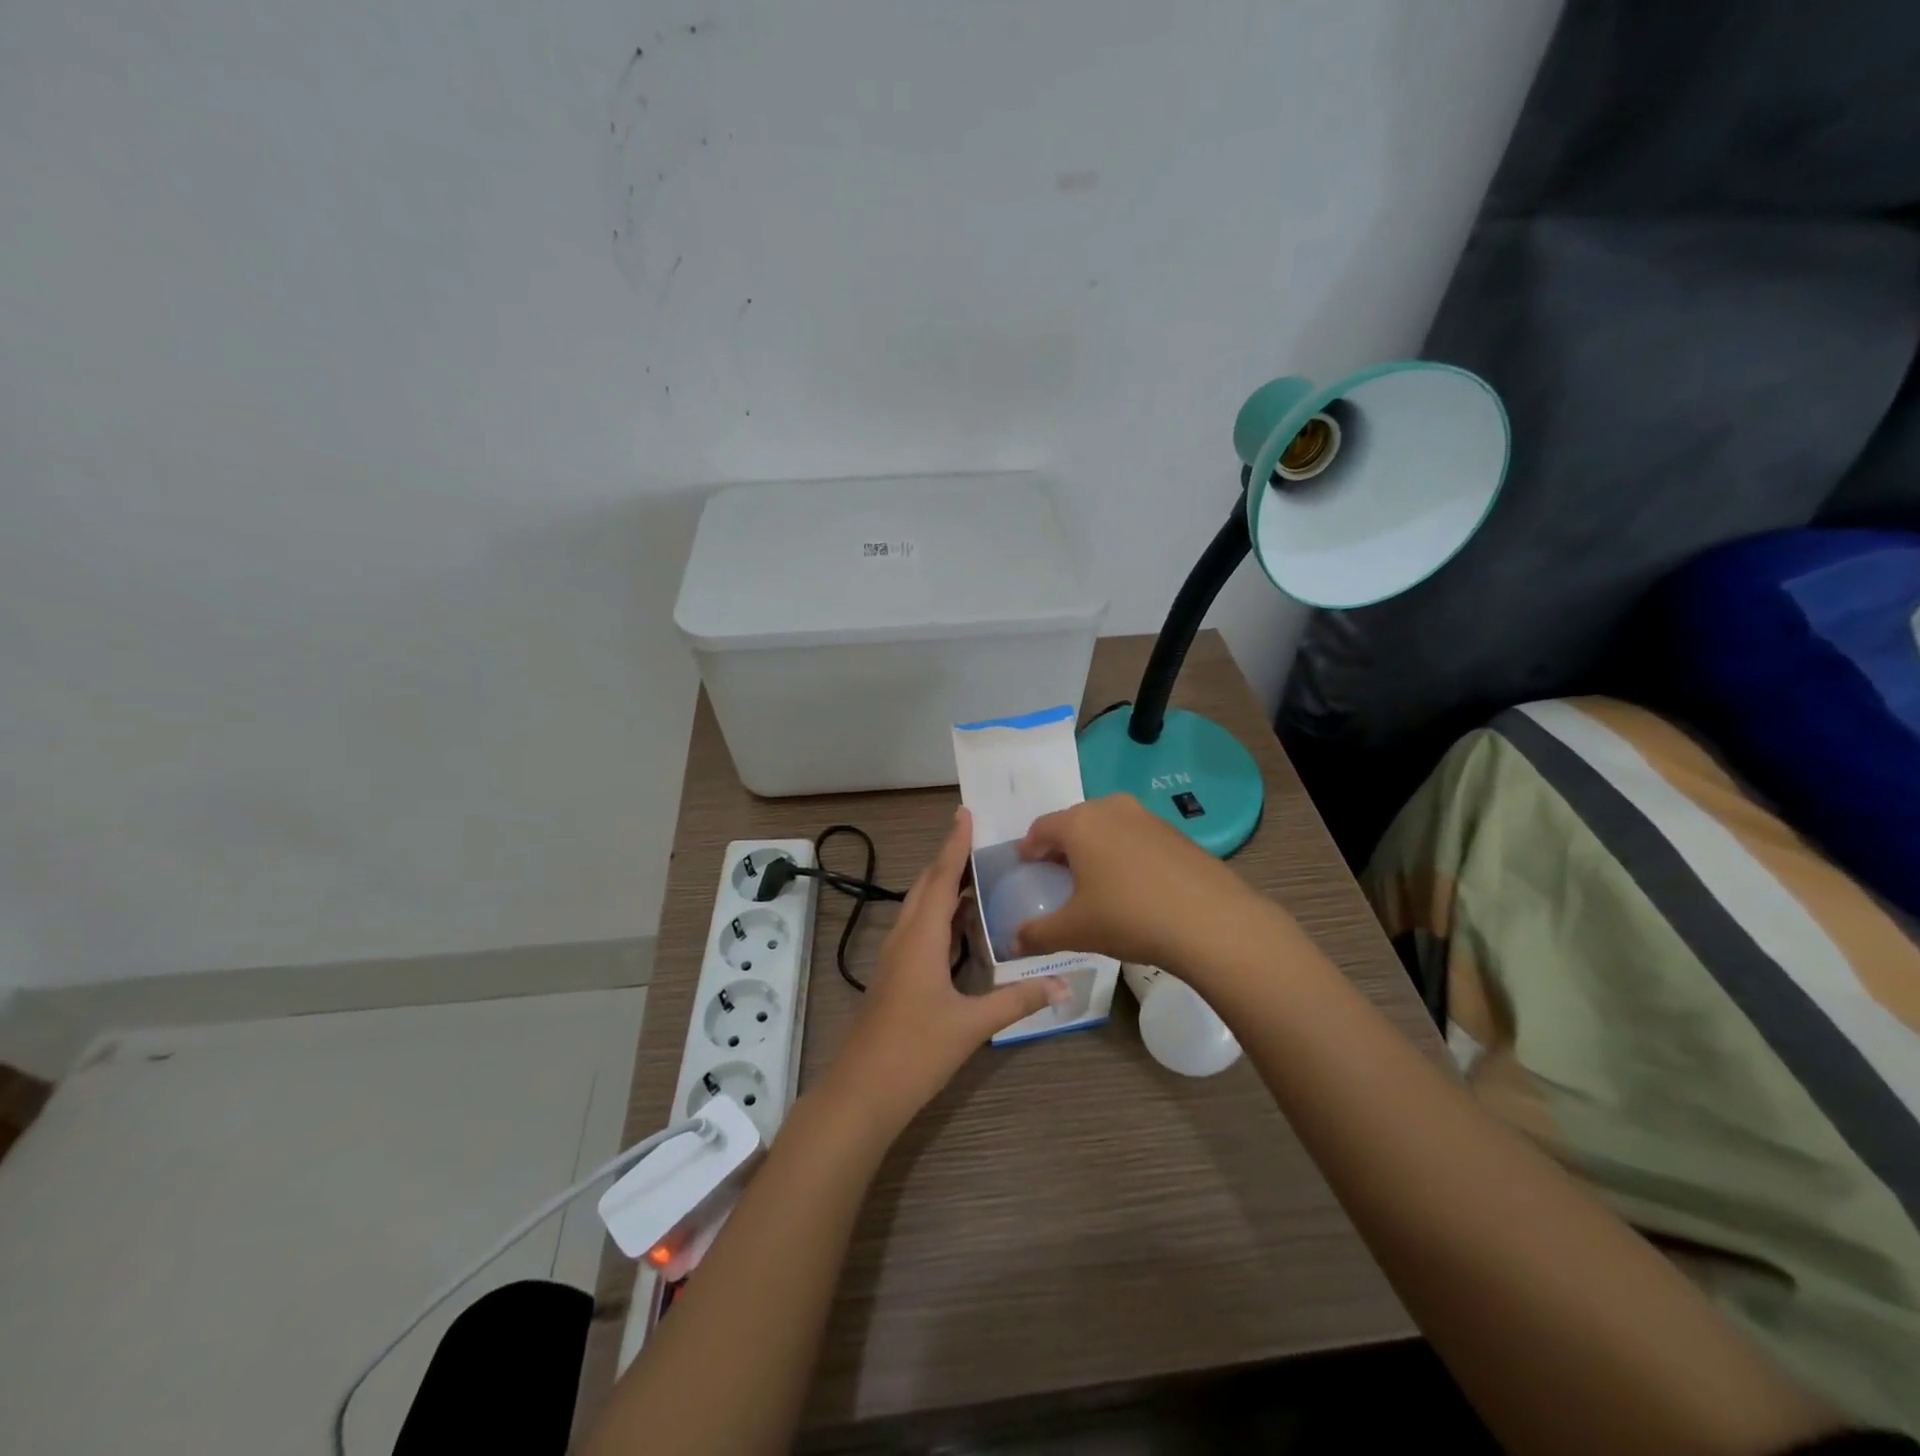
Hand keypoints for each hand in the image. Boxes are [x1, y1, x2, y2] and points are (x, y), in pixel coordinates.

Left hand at [818, 807, 1063, 1134]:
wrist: (861, 1093)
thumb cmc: (914, 1051)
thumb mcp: (971, 1025)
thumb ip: (1017, 1000)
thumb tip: (1065, 984)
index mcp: (921, 937)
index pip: (941, 877)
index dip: (955, 844)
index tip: (965, 812)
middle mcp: (905, 937)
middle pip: (927, 885)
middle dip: (951, 859)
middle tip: (983, 841)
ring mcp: (896, 957)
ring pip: (920, 907)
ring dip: (945, 887)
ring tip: (980, 875)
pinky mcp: (896, 976)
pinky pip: (920, 929)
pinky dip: (942, 915)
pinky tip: (963, 926)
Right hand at [1013, 794, 1262, 968]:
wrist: (1211, 921)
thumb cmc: (1129, 917)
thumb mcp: (1075, 931)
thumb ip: (1037, 934)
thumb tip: (1012, 944)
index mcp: (1079, 823)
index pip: (1041, 828)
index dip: (1028, 848)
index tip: (1025, 866)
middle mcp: (1111, 808)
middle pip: (1074, 822)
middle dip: (1061, 846)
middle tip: (1056, 874)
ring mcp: (1147, 817)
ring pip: (1108, 827)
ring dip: (1095, 848)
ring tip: (1094, 880)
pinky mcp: (1176, 833)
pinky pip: (1136, 837)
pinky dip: (1124, 854)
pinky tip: (1132, 885)